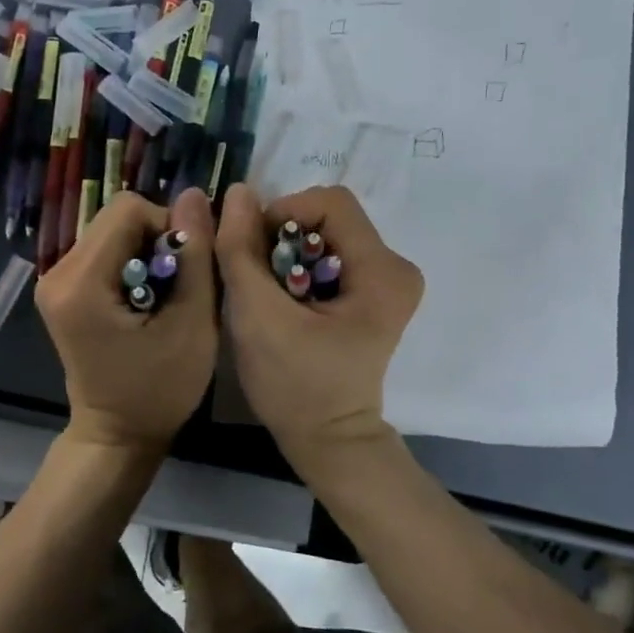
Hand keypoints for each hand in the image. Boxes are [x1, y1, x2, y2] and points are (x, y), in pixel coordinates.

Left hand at [35, 187, 218, 457]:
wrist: (116, 434)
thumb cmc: (159, 390)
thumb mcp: (192, 324)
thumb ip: (195, 255)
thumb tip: (194, 194)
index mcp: (80, 282)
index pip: (129, 210)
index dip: (169, 228)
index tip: (186, 270)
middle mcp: (56, 272)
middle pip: (117, 217)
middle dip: (157, 239)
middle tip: (178, 284)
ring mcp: (54, 279)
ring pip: (112, 230)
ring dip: (147, 251)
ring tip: (163, 295)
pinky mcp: (61, 288)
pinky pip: (104, 250)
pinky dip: (132, 263)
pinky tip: (145, 298)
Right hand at [214, 183, 422, 461]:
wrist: (327, 440)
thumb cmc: (295, 385)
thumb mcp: (256, 316)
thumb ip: (241, 250)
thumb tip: (237, 192)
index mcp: (382, 271)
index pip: (329, 202)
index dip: (283, 213)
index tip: (252, 249)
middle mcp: (396, 267)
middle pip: (328, 218)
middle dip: (282, 237)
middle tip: (255, 274)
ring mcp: (388, 281)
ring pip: (325, 235)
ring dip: (286, 253)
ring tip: (267, 291)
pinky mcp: (374, 294)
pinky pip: (330, 255)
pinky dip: (298, 267)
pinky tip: (284, 299)